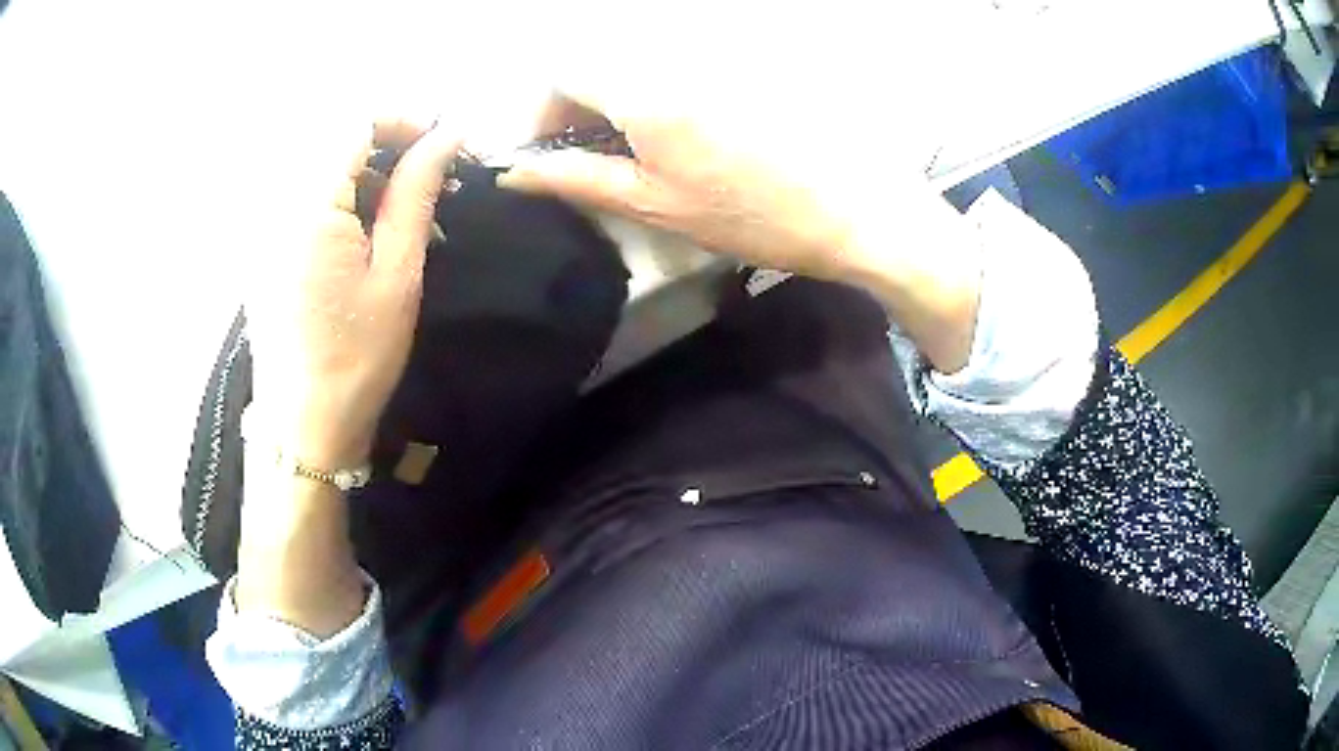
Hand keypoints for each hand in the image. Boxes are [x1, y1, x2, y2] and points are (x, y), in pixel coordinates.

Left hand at [247, 120, 460, 469]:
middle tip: (429, 181)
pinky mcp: (262, 246)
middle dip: (387, 145)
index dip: (403, 121)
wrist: (304, 425)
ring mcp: (263, 225)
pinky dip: (340, 197)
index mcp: (309, 206)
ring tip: (404, 214)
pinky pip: (301, 195)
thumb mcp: (398, 272)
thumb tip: (448, 134)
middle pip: (333, 138)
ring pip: (318, 165)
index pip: (354, 121)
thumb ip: (417, 192)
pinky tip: (365, 233)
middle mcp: (276, 203)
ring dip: (365, 173)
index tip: (439, 146)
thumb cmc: (357, 356)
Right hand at [499, 94, 982, 372]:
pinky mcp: (748, 65)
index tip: (549, 151)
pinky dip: (661, 95)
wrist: (859, 210)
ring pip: (641, 65)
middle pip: (602, 62)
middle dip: (578, 104)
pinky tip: (686, 136)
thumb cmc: (754, 216)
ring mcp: (717, 57)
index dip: (543, 110)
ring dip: (619, 100)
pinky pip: (682, 68)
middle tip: (590, 156)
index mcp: (645, 88)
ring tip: (638, 152)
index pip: (564, 71)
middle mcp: (675, 57)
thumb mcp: (655, 204)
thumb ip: (577, 179)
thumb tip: (516, 172)